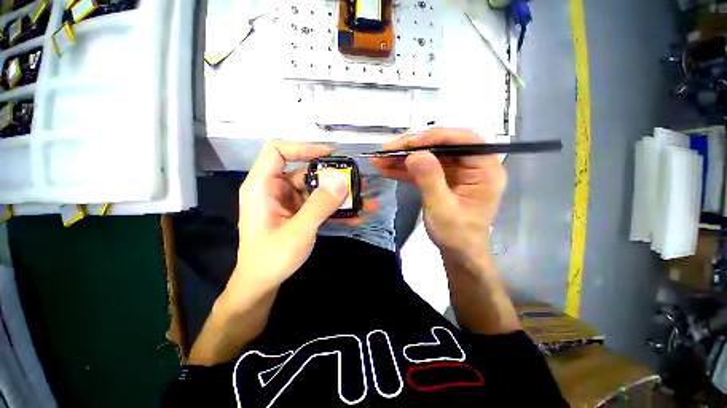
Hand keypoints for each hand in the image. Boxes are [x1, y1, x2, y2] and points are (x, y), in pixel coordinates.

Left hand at [224, 141, 376, 308]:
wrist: (262, 283)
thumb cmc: (272, 258)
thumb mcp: (298, 231)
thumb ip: (319, 206)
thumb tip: (342, 184)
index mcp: (262, 186)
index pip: (278, 151)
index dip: (303, 148)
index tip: (330, 155)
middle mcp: (275, 189)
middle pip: (305, 171)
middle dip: (333, 176)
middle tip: (357, 181)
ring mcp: (288, 202)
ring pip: (317, 189)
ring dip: (339, 195)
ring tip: (364, 199)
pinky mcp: (298, 213)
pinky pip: (319, 205)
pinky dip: (336, 209)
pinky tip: (356, 217)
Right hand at [370, 128, 506, 262]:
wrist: (457, 252)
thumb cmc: (456, 234)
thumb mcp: (442, 209)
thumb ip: (430, 180)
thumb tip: (415, 154)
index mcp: (485, 170)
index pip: (463, 140)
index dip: (435, 137)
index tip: (408, 143)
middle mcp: (472, 165)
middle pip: (442, 144)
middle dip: (412, 147)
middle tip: (387, 150)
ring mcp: (456, 171)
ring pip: (429, 155)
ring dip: (403, 157)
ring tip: (380, 159)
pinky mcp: (442, 177)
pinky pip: (423, 168)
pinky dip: (405, 169)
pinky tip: (387, 169)